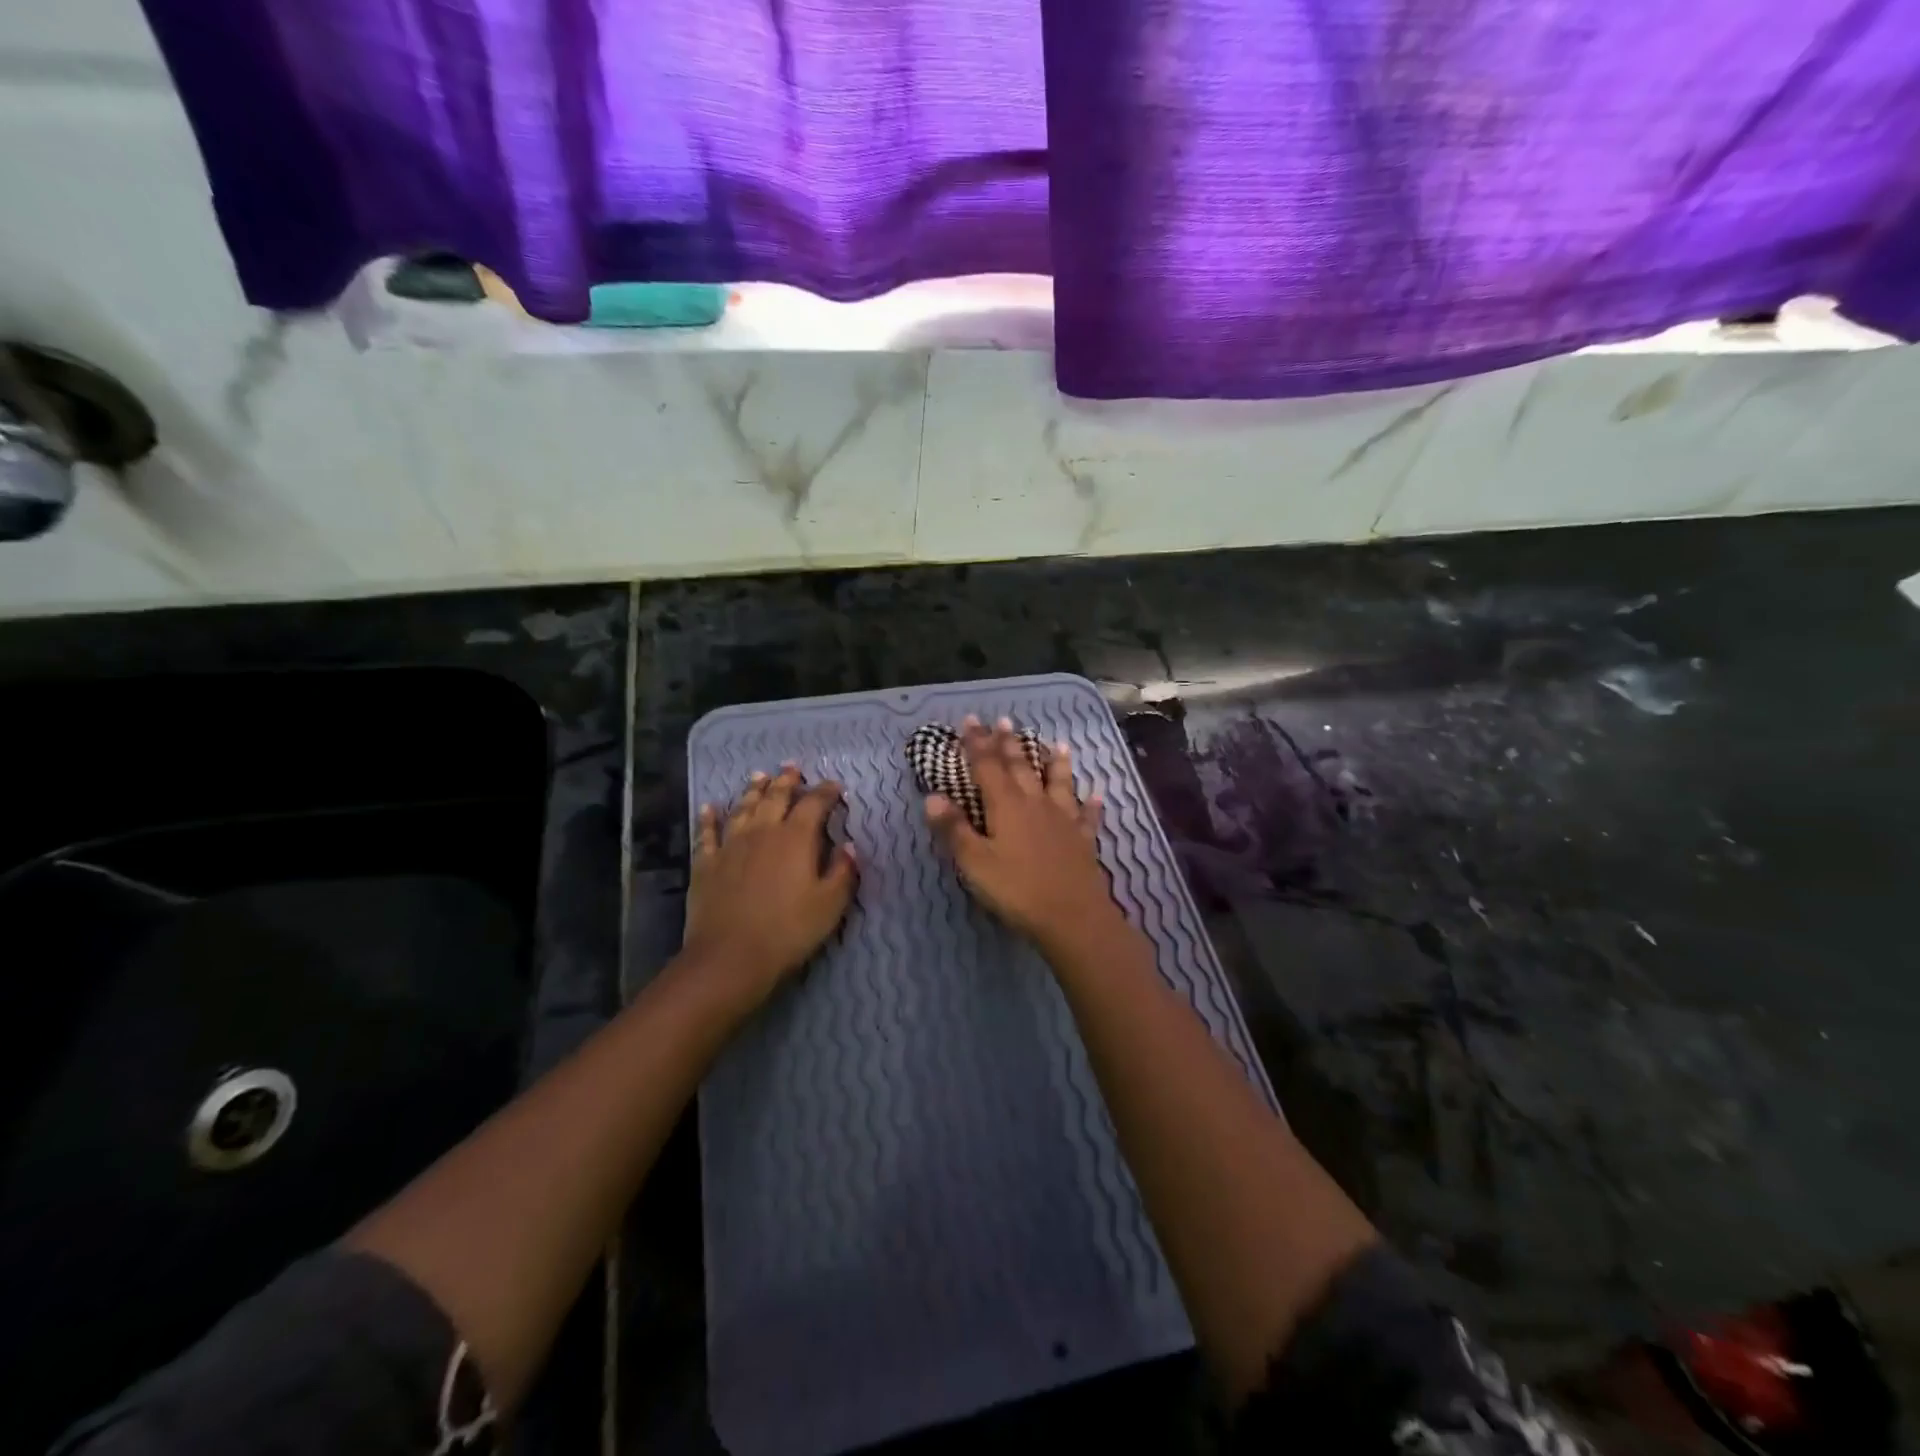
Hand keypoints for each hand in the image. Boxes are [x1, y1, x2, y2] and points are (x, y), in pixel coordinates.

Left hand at [684, 763, 857, 1012]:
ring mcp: (730, 845)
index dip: (826, 792)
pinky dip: (709, 818)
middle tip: (792, 767)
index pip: (814, 804)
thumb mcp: (830, 905)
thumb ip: (843, 872)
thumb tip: (850, 846)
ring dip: (752, 790)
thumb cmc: (788, 931)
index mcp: (796, 838)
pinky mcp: (706, 863)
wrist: (730, 957)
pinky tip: (709, 807)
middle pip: (775, 797)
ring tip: (759, 776)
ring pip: (743, 808)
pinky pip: (707, 833)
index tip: (835, 786)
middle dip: (787, 781)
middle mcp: (763, 832)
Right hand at [925, 716, 1117, 950]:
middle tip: (1005, 720)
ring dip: (1056, 763)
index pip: (987, 766)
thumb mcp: (975, 862)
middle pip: (1021, 767)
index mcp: (1006, 806)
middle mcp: (1036, 803)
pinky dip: (1091, 805)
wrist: (1072, 916)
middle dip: (1009, 744)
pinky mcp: (1083, 840)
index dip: (977, 743)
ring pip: (1059, 783)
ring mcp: (1064, 820)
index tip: (970, 719)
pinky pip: (1087, 816)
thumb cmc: (1017, 889)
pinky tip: (1097, 796)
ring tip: (1058, 744)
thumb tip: (931, 796)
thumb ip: (954, 829)